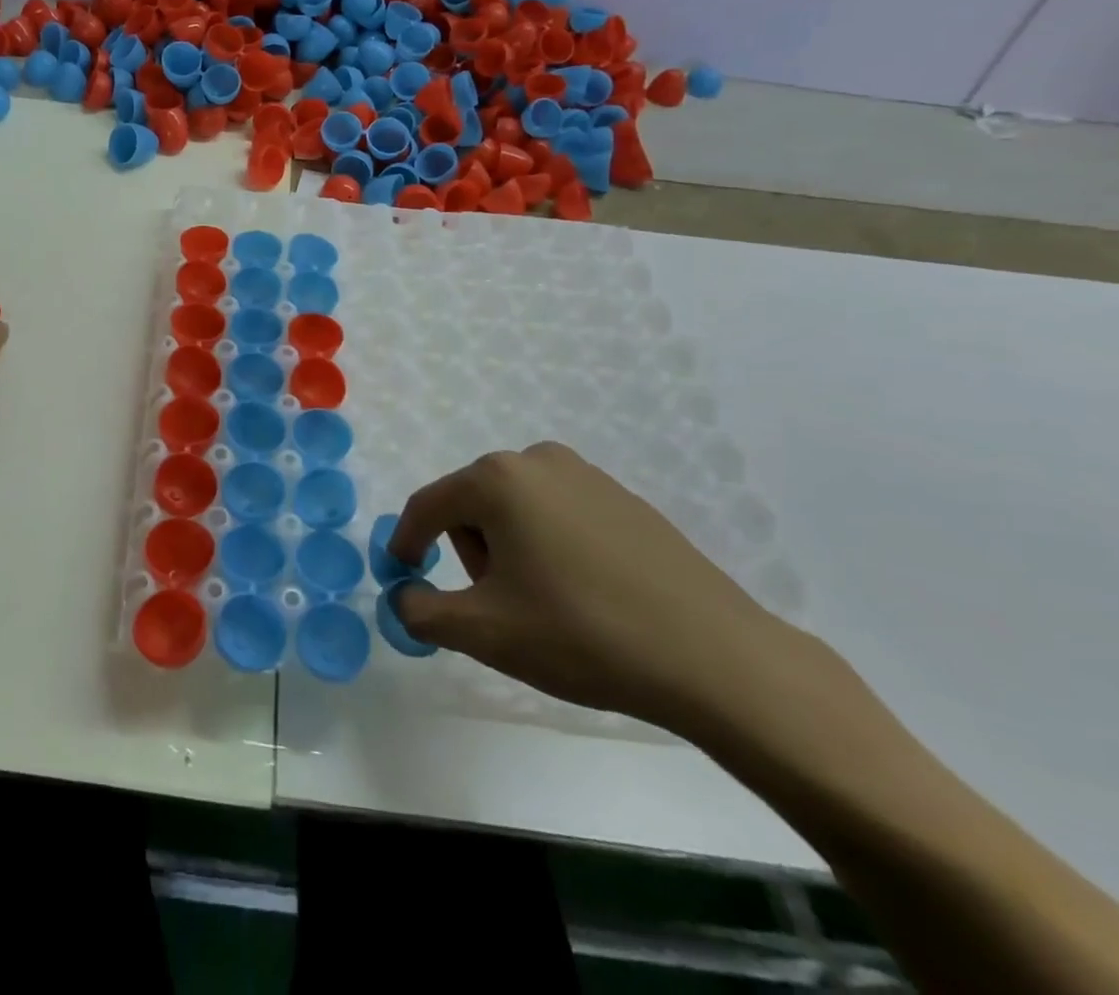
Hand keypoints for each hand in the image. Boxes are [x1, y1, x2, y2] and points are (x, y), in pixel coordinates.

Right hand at [388, 443, 799, 733]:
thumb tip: (403, 597)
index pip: (427, 506)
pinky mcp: (623, 498)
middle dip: (470, 551)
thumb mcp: (485, 632)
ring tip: (543, 603)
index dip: (406, 542)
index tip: (403, 577)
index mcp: (496, 479)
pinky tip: (583, 593)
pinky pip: (558, 514)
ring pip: (515, 508)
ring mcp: (586, 475)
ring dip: (509, 548)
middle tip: (496, 605)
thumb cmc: (583, 634)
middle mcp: (536, 460)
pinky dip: (550, 546)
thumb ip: (423, 611)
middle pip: (472, 504)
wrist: (715, 657)